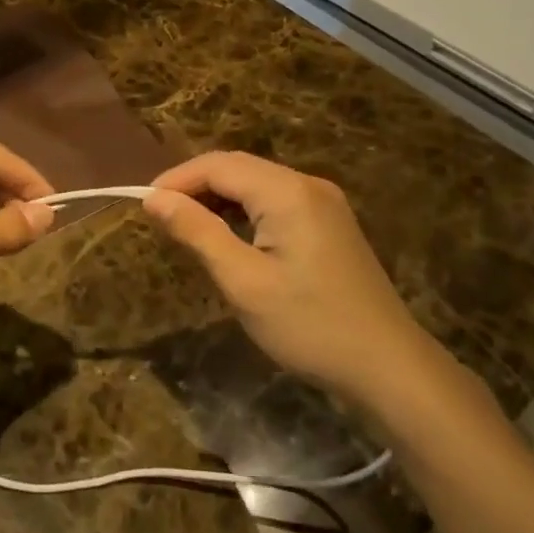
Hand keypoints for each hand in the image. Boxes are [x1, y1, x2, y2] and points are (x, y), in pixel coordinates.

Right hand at [143, 152, 424, 399]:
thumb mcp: (243, 281)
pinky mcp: (330, 223)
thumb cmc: (309, 325)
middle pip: (238, 168)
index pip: (218, 165)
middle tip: (161, 217)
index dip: (176, 179)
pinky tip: (230, 236)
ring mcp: (324, 202)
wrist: (389, 367)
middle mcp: (307, 184)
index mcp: (287, 191)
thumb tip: (154, 199)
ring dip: (219, 198)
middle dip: (196, 186)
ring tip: (188, 227)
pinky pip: (276, 202)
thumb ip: (197, 232)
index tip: (144, 205)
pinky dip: (245, 211)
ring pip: (257, 184)